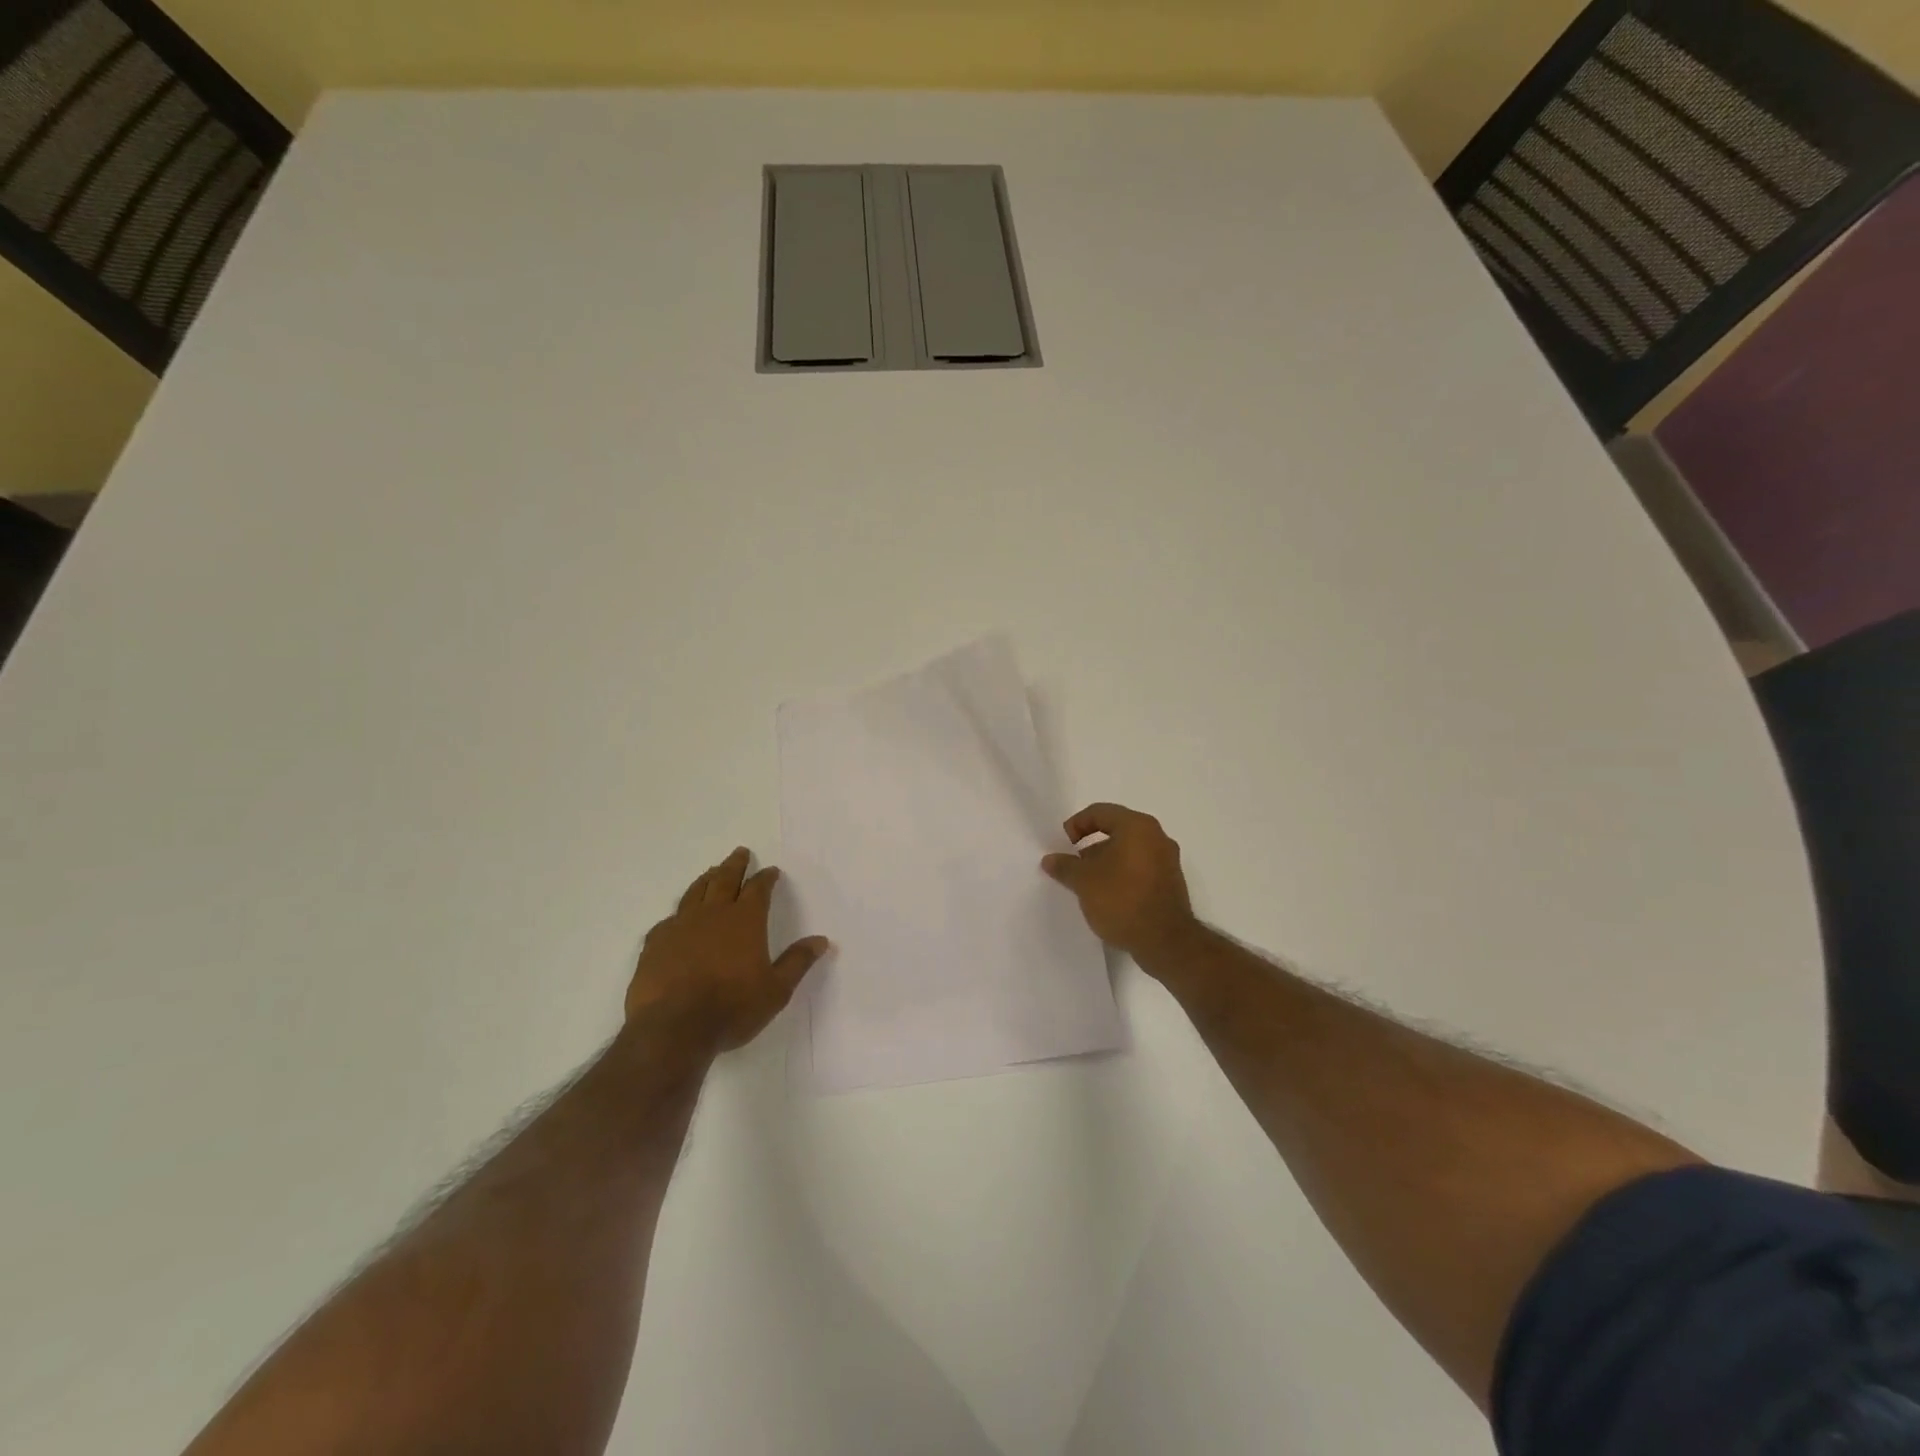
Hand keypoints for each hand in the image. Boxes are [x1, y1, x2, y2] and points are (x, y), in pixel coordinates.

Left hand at [626, 848, 829, 1052]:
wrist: (672, 1028)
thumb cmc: (732, 1008)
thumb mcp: (776, 990)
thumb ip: (797, 962)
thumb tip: (822, 940)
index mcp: (745, 920)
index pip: (758, 889)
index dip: (766, 878)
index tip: (771, 871)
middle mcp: (713, 914)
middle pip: (724, 879)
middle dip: (735, 865)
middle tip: (741, 852)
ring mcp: (680, 926)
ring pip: (695, 892)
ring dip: (707, 879)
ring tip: (712, 872)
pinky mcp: (655, 943)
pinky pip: (669, 919)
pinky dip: (679, 913)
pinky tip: (678, 918)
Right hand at [1041, 803, 1197, 966]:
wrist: (1165, 941)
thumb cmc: (1122, 900)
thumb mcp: (1084, 882)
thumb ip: (1065, 866)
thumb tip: (1050, 859)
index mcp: (1137, 827)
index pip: (1100, 812)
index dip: (1076, 824)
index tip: (1064, 845)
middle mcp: (1157, 836)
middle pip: (1116, 830)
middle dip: (1091, 845)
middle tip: (1074, 864)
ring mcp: (1167, 860)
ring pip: (1129, 850)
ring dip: (1106, 861)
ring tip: (1088, 883)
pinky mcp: (1171, 882)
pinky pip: (1141, 867)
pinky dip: (1122, 874)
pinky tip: (1108, 895)